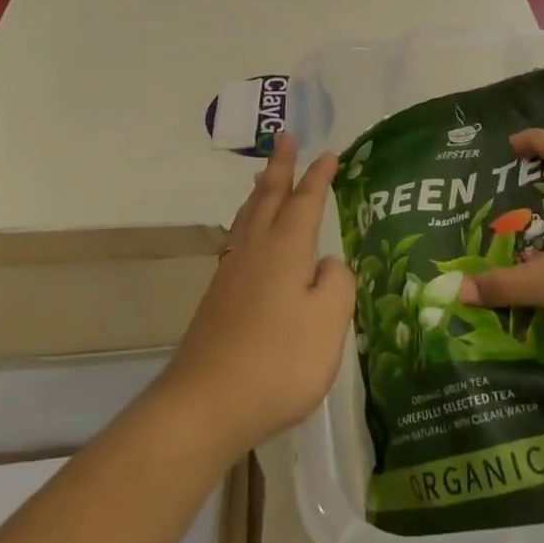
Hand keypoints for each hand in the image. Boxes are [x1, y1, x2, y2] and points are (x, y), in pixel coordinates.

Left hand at [160, 133, 355, 453]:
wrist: (205, 405)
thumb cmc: (278, 362)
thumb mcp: (329, 323)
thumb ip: (338, 284)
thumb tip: (328, 264)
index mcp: (285, 250)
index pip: (306, 201)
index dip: (319, 176)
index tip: (329, 152)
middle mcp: (254, 251)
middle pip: (269, 197)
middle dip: (280, 167)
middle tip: (285, 137)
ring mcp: (231, 274)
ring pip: (248, 217)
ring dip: (261, 192)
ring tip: (264, 177)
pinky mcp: (218, 299)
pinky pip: (238, 240)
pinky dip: (248, 221)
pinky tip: (249, 237)